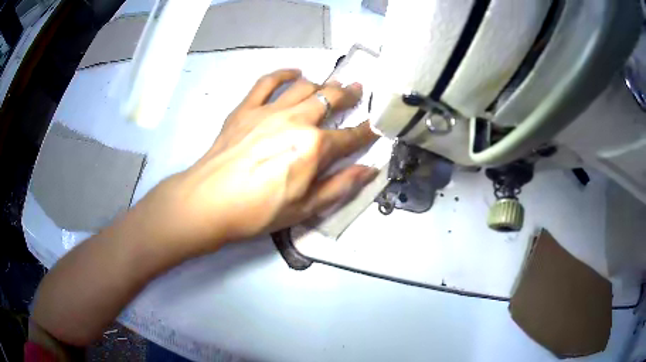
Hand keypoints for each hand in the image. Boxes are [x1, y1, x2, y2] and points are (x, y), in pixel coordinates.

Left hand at [150, 68, 377, 250]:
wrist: (210, 202)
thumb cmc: (259, 211)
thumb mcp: (306, 208)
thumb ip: (340, 186)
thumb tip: (370, 171)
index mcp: (314, 147)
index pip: (349, 137)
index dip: (366, 132)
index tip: (375, 126)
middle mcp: (296, 121)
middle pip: (329, 100)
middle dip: (348, 95)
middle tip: (357, 90)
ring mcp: (270, 110)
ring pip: (304, 86)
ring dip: (322, 83)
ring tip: (331, 83)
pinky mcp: (246, 108)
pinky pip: (267, 82)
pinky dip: (284, 74)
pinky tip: (294, 73)